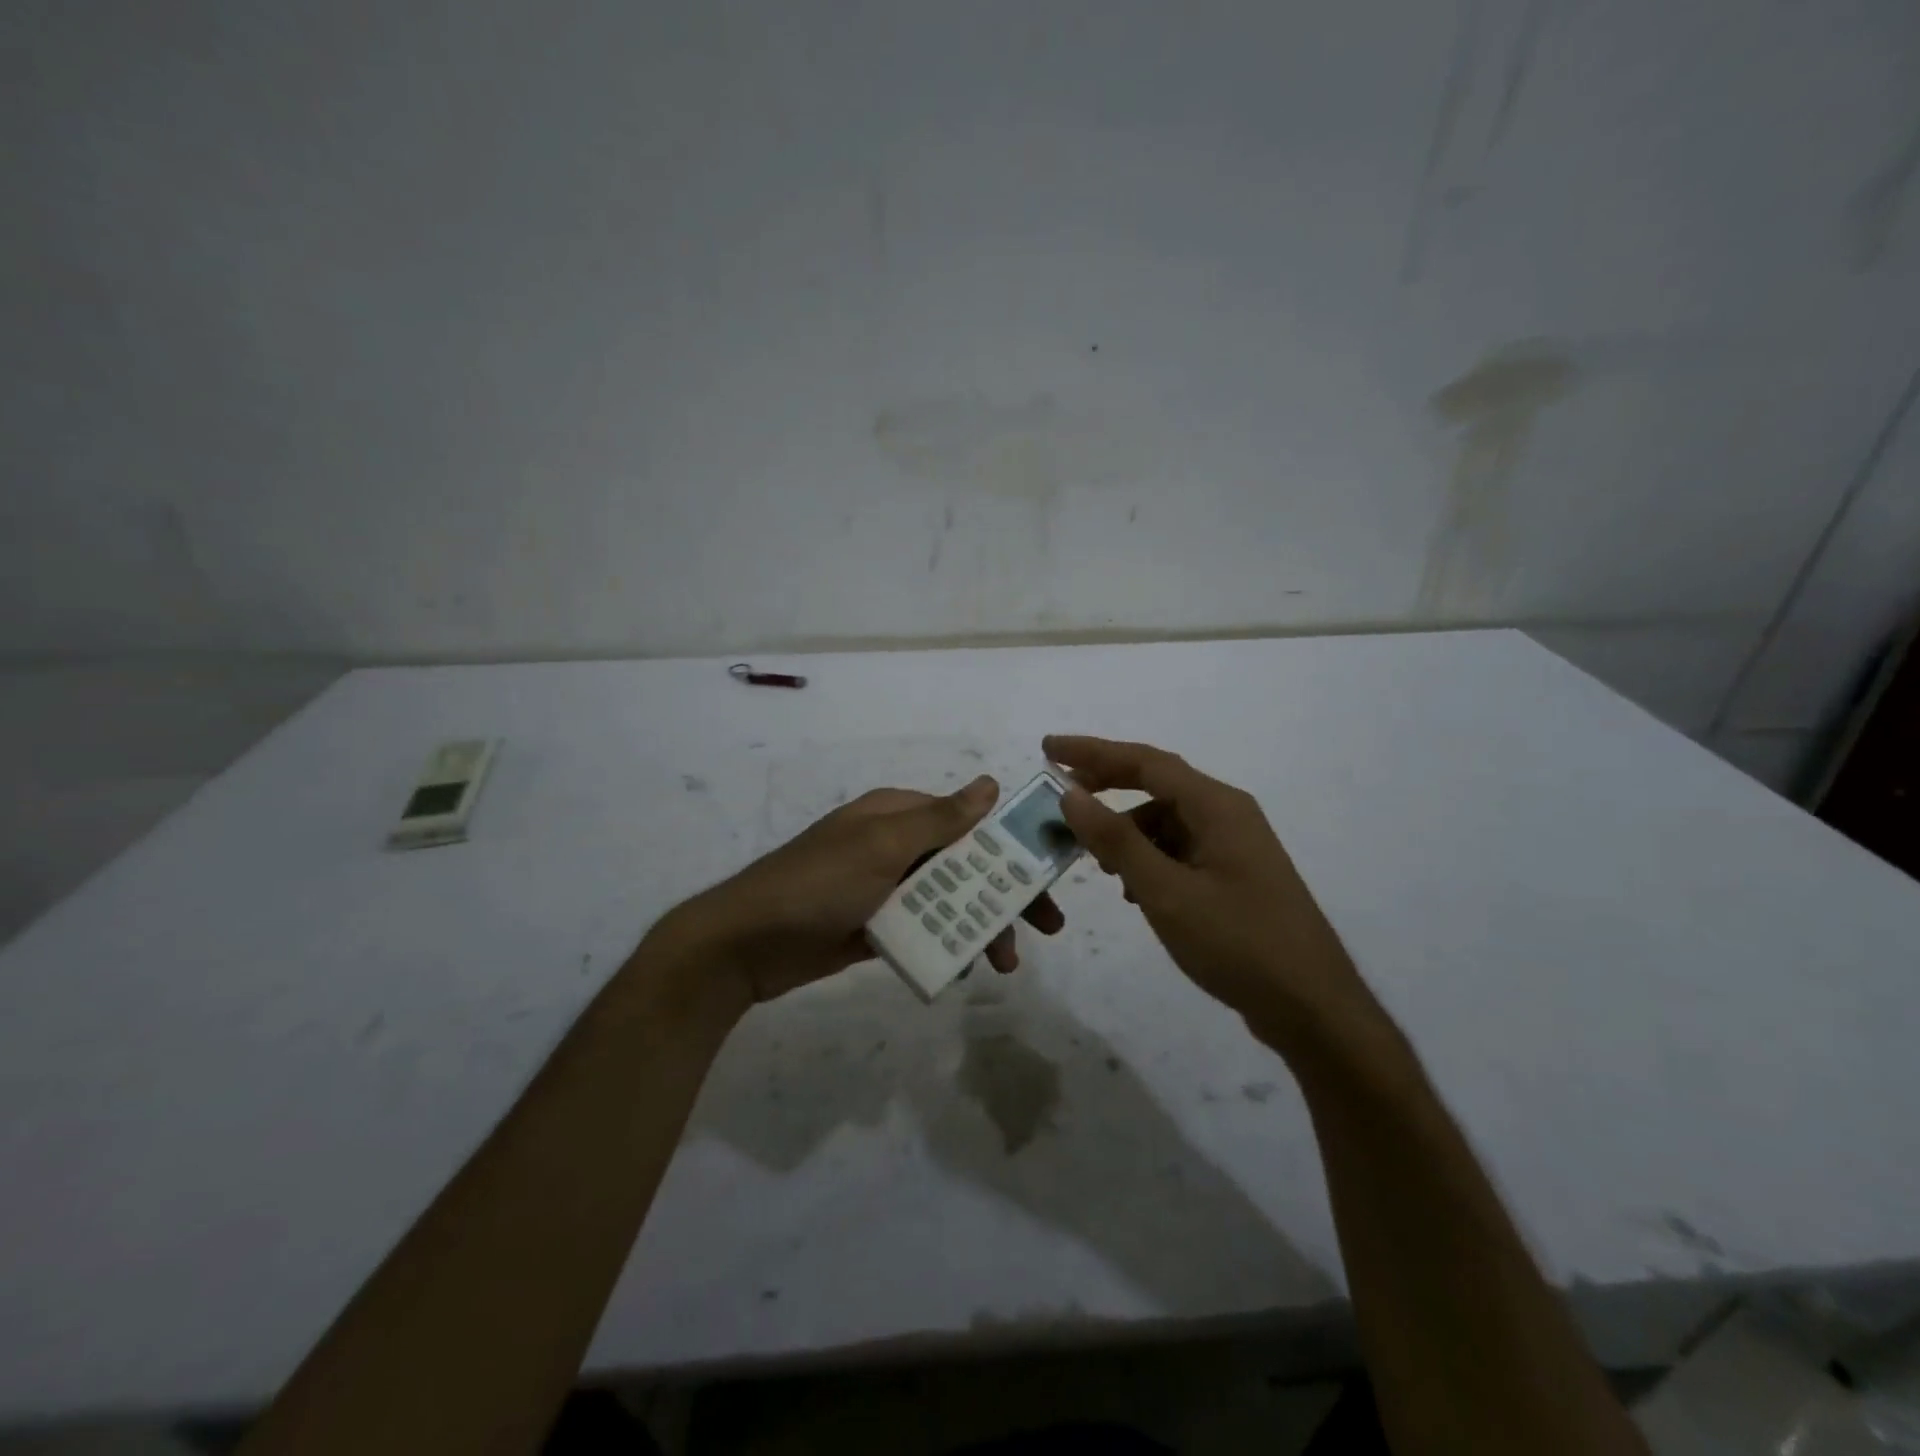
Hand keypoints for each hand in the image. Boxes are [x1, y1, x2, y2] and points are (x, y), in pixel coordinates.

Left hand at [654, 775, 1064, 1007]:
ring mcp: (884, 888)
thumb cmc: (818, 884)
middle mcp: (894, 845)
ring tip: (1006, 964)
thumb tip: (990, 783)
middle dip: (1005, 894)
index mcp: (897, 815)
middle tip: (1048, 927)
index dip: (1010, 846)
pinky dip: (949, 944)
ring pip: (949, 901)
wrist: (745, 945)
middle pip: (965, 864)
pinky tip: (970, 966)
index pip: (968, 822)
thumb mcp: (881, 845)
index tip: (1049, 874)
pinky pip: (924, 930)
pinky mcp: (875, 926)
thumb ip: (939, 819)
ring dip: (981, 926)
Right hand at [1045, 735, 1370, 1050]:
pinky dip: (1148, 859)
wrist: (1312, 1008)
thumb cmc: (1238, 943)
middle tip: (1060, 795)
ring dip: (1126, 832)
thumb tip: (1071, 794)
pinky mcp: (1233, 876)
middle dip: (1106, 785)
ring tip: (1094, 861)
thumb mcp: (1166, 892)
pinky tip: (1132, 892)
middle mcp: (1227, 814)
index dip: (1093, 751)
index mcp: (1216, 806)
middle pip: (1156, 784)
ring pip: (1166, 821)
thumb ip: (1116, 841)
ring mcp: (1233, 846)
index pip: (1145, 761)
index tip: (1049, 748)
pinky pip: (1179, 850)